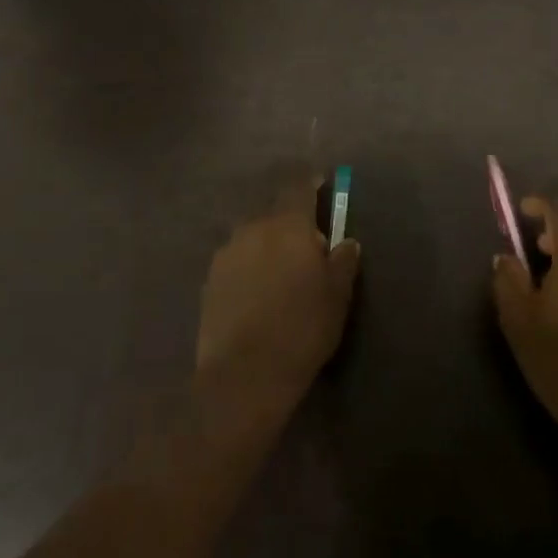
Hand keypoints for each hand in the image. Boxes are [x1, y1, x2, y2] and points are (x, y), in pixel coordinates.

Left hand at [196, 176, 361, 415]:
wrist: (244, 375)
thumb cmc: (301, 329)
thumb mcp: (337, 296)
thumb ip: (343, 261)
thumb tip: (347, 242)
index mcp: (288, 224)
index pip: (299, 187)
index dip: (311, 182)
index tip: (321, 184)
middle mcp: (253, 228)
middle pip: (275, 212)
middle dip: (292, 222)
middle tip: (308, 246)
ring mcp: (227, 253)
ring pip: (253, 236)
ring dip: (268, 245)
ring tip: (281, 274)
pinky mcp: (210, 279)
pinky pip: (237, 260)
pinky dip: (250, 267)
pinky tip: (258, 293)